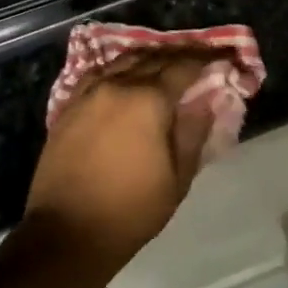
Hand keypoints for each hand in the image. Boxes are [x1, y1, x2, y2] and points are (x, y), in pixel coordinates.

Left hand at [25, 51, 220, 271]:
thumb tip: (207, 100)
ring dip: (149, 59)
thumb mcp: (177, 178)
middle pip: (154, 58)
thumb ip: (194, 132)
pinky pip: (100, 73)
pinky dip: (119, 69)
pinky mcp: (69, 105)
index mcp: (149, 99)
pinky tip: (126, 77)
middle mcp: (119, 84)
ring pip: (125, 61)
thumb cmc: (130, 210)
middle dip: (179, 56)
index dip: (206, 59)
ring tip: (165, 65)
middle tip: (198, 58)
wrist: (66, 232)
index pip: (184, 66)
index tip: (221, 56)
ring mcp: (90, 92)